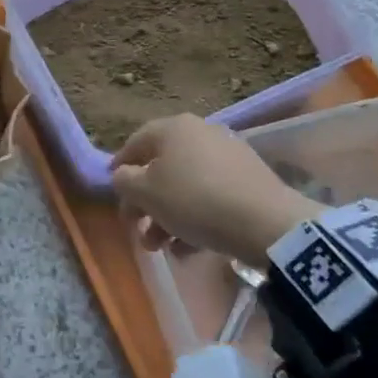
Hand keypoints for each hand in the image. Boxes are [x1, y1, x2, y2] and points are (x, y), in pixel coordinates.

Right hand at [111, 115, 321, 263]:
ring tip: (162, 248)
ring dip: (168, 216)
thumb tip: (124, 177)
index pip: (135, 143)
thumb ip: (124, 182)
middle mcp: (200, 133)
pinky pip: (211, 196)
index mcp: (173, 128)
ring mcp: (228, 155)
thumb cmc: (193, 200)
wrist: (265, 222)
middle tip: (137, 230)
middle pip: (161, 168)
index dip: (119, 168)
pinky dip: (196, 218)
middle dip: (145, 203)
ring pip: (186, 186)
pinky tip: (189, 248)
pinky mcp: (249, 180)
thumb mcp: (145, 192)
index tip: (113, 192)